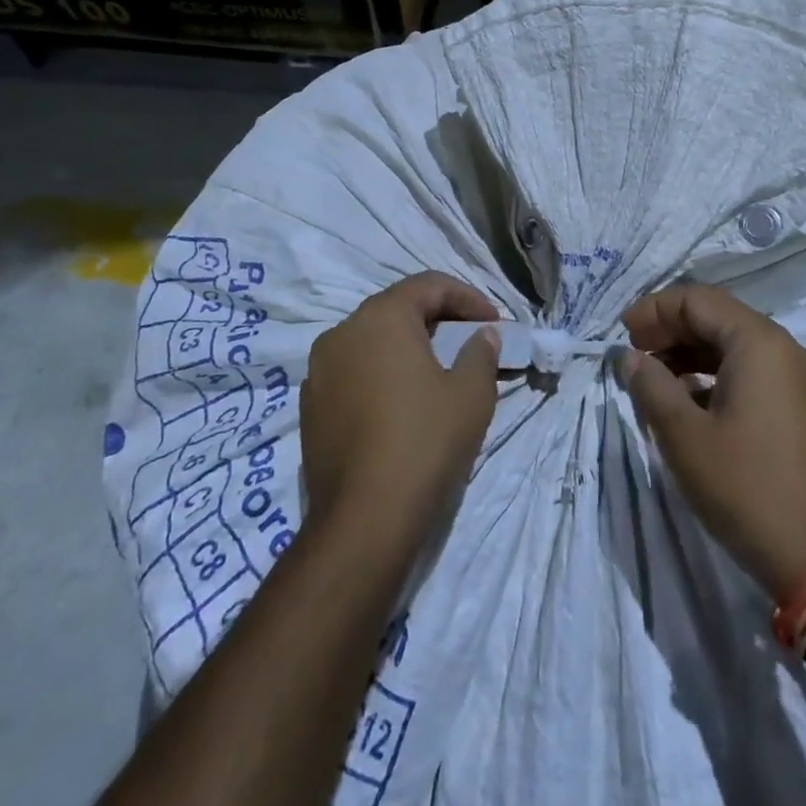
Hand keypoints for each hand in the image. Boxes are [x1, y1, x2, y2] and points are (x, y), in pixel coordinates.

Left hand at [302, 272, 501, 542]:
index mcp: (380, 317)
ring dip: (408, 346)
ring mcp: (319, 370)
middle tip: (471, 342)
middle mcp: (342, 332)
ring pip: (372, 341)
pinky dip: (381, 373)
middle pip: (397, 309)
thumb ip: (480, 353)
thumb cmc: (424, 442)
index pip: (429, 286)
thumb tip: (483, 335)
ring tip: (439, 372)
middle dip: (439, 320)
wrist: (363, 520)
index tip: (494, 324)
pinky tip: (402, 403)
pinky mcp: (311, 406)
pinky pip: (353, 372)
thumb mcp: (470, 394)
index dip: (468, 298)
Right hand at [622, 283, 805, 598]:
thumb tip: (631, 358)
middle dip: (673, 330)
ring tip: (657, 378)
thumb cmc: (745, 488)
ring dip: (694, 353)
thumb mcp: (683, 436)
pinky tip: (694, 402)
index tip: (622, 333)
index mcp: (761, 344)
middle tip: (635, 353)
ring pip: (739, 346)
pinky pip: (758, 372)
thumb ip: (651, 386)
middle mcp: (789, 350)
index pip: (699, 300)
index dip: (655, 310)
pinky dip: (720, 375)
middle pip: (721, 318)